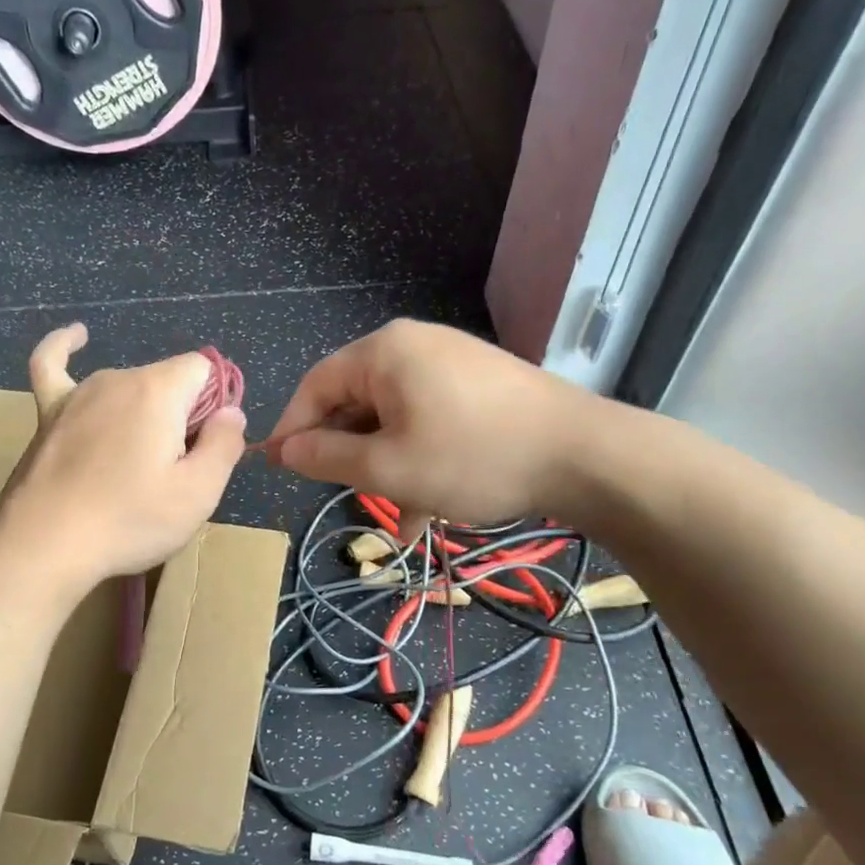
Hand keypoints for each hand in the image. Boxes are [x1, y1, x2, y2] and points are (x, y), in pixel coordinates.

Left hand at [0, 324, 245, 591]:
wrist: (44, 543)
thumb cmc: (129, 520)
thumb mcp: (198, 493)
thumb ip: (225, 445)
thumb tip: (231, 413)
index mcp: (158, 391)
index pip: (203, 370)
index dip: (216, 404)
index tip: (207, 448)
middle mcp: (118, 378)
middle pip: (167, 382)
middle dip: (181, 417)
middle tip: (172, 474)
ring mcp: (79, 393)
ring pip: (128, 387)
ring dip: (142, 414)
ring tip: (136, 466)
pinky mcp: (49, 413)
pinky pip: (53, 366)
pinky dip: (65, 347)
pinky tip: (77, 336)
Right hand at [265, 319, 605, 527]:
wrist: (585, 455)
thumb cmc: (472, 458)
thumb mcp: (388, 467)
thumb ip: (326, 457)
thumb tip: (284, 449)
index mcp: (383, 353)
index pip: (315, 386)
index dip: (292, 428)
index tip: (279, 467)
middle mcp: (413, 347)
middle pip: (356, 400)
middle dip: (347, 453)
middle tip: (341, 495)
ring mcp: (451, 364)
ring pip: (394, 418)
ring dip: (386, 466)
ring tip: (396, 517)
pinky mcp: (479, 385)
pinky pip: (428, 420)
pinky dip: (419, 458)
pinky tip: (428, 507)